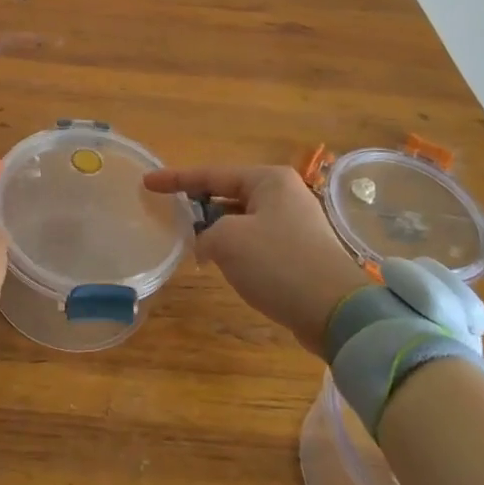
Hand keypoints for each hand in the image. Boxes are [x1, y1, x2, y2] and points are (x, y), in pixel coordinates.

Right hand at [143, 163, 369, 356]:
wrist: (336, 311)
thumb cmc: (278, 263)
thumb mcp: (227, 241)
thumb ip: (204, 234)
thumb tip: (207, 245)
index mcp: (268, 179)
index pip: (211, 173)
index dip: (175, 179)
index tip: (147, 182)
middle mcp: (284, 193)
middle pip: (227, 193)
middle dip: (198, 205)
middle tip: (168, 213)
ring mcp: (295, 223)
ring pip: (241, 219)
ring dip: (216, 229)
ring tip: (190, 242)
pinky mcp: (300, 251)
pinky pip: (256, 240)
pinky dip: (234, 247)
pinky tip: (220, 263)